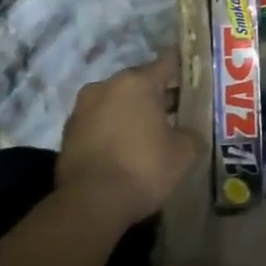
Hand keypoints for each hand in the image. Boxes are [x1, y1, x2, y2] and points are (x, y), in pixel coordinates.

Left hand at [56, 52, 199, 224]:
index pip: (168, 62)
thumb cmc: (144, 168)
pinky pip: (100, 122)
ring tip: (153, 133)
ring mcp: (83, 108)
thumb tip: (188, 132)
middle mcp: (107, 86)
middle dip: (159, 95)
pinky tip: (127, 148)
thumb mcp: (185, 152)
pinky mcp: (68, 132)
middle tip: (179, 111)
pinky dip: (114, 129)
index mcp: (137, 82)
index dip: (184, 66)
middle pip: (140, 83)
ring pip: (118, 102)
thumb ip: (192, 133)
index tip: (196, 71)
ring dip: (134, 112)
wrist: (91, 203)